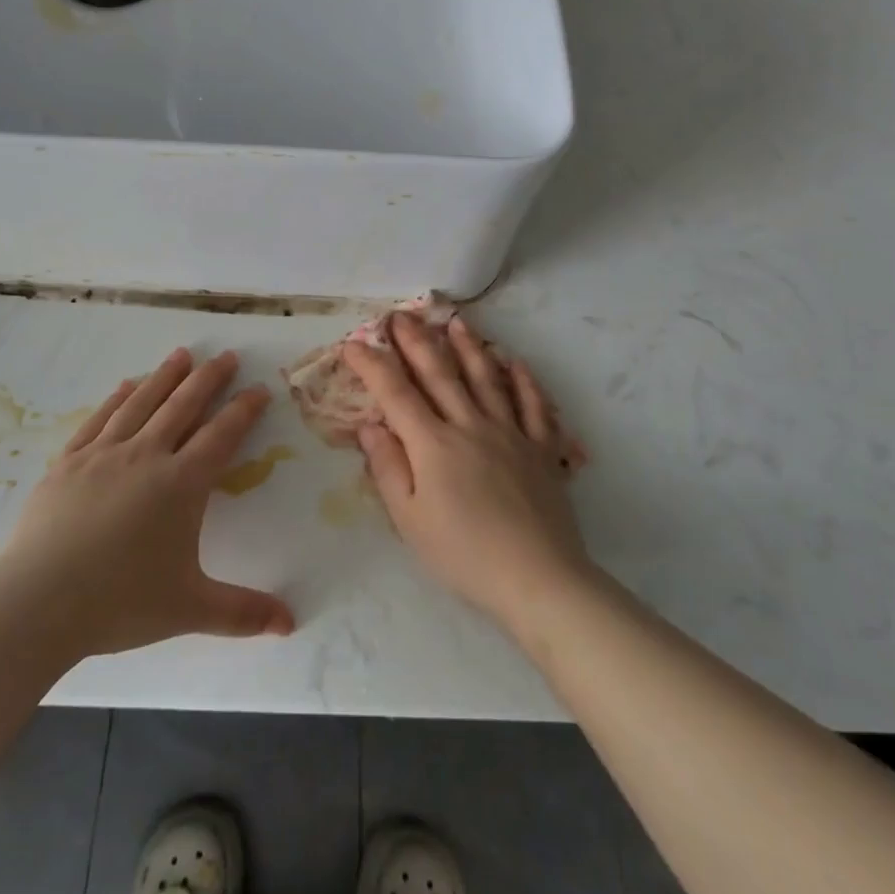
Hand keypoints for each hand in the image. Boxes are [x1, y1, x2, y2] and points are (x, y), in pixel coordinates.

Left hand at [0, 348, 294, 660]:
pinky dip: (117, 399)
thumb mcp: (190, 609)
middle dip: (209, 378)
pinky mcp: (68, 462)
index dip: (243, 409)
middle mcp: (146, 456)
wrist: (36, 605)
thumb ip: (242, 612)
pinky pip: (99, 419)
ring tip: (182, 354)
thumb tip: (290, 624)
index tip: (259, 389)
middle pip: (184, 405)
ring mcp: (103, 455)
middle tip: (227, 356)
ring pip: (142, 403)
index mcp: (181, 484)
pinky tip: (126, 386)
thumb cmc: (120, 603)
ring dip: (165, 376)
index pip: (221, 435)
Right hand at [346, 314, 594, 631]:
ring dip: (468, 347)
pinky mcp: (541, 448)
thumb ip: (388, 468)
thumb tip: (369, 425)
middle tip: (401, 315)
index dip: (372, 365)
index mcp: (433, 444)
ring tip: (456, 323)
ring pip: (486, 379)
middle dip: (416, 342)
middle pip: (440, 374)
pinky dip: (523, 380)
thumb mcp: (409, 521)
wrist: (537, 578)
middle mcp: (470, 425)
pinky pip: (533, 405)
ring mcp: (510, 432)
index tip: (354, 344)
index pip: (395, 393)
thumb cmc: (463, 554)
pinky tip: (514, 362)